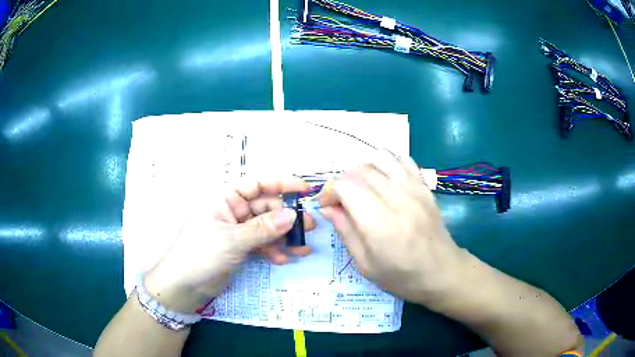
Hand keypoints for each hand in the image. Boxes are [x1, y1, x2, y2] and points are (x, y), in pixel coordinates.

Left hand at [144, 178, 315, 313]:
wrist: (184, 285)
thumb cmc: (201, 254)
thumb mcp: (232, 240)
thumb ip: (263, 229)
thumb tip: (293, 215)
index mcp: (226, 199)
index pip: (257, 184)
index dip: (281, 184)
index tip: (305, 190)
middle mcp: (234, 211)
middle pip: (266, 208)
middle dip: (287, 217)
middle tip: (309, 227)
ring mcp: (238, 231)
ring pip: (267, 228)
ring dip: (284, 237)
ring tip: (303, 248)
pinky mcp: (240, 248)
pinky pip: (262, 244)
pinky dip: (273, 250)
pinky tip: (284, 259)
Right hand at [319, 151, 466, 306]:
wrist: (443, 272)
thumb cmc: (402, 277)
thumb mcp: (365, 265)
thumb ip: (345, 232)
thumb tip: (327, 208)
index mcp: (381, 225)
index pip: (346, 186)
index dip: (330, 191)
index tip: (327, 206)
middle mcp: (398, 200)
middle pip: (360, 170)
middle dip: (342, 181)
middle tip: (341, 201)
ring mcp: (415, 189)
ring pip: (380, 157)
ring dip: (362, 168)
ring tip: (361, 187)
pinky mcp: (425, 186)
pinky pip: (402, 160)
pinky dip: (387, 163)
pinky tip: (384, 181)